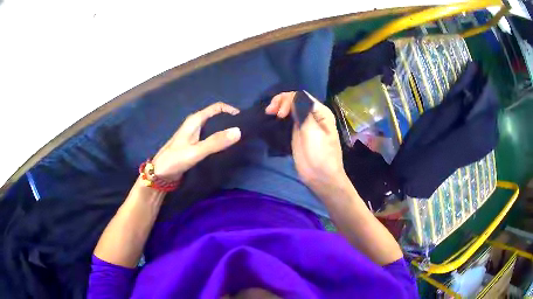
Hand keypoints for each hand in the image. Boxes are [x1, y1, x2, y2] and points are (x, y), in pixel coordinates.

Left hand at [152, 102, 240, 180]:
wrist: (159, 173)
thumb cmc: (175, 160)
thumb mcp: (196, 151)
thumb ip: (215, 142)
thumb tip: (238, 131)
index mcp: (195, 120)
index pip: (217, 107)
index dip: (231, 110)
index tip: (244, 121)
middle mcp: (196, 124)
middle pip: (217, 116)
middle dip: (230, 121)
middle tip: (243, 133)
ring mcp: (195, 134)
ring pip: (214, 127)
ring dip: (225, 131)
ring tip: (237, 141)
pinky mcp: (195, 144)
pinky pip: (210, 137)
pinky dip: (219, 140)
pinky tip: (225, 149)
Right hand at [266, 92, 348, 195]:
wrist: (321, 178)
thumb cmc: (321, 156)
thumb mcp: (314, 133)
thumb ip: (304, 113)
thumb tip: (295, 97)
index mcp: (320, 112)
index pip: (301, 96)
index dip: (288, 100)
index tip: (279, 114)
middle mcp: (313, 114)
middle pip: (295, 99)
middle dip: (281, 101)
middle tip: (270, 112)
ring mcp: (305, 123)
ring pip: (291, 107)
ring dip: (279, 106)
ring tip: (269, 113)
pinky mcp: (297, 132)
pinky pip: (288, 118)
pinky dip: (279, 115)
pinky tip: (273, 118)